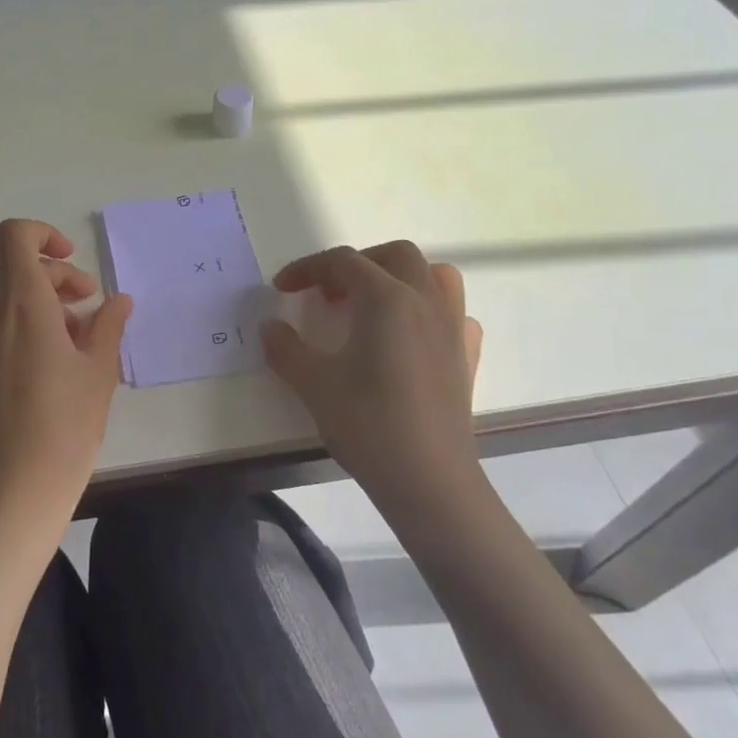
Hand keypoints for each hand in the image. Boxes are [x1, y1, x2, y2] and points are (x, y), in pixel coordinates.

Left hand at [0, 220, 133, 540]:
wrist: (8, 493)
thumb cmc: (63, 427)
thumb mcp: (98, 372)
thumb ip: (107, 325)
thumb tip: (118, 300)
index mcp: (20, 303)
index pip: (14, 236)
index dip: (44, 235)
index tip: (72, 262)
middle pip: (17, 270)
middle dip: (57, 279)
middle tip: (91, 310)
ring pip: (7, 300)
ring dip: (42, 305)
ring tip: (78, 343)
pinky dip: (23, 328)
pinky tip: (51, 367)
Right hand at [261, 242, 485, 538]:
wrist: (429, 482)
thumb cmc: (368, 424)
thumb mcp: (313, 383)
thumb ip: (286, 348)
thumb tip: (270, 327)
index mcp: (386, 298)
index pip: (343, 262)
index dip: (307, 268)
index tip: (282, 288)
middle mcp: (424, 302)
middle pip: (394, 255)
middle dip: (356, 263)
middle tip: (328, 293)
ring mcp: (452, 329)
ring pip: (435, 275)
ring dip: (400, 276)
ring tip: (372, 303)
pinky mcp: (466, 358)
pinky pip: (454, 314)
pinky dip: (430, 310)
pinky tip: (409, 336)